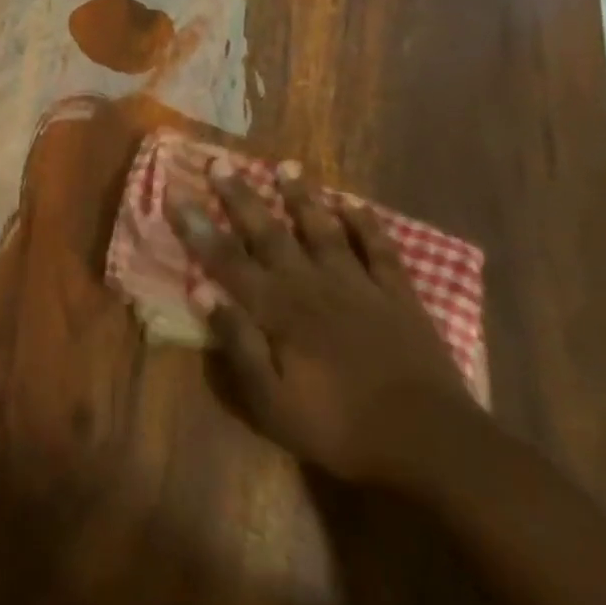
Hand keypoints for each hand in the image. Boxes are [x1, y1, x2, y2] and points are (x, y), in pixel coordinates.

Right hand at [166, 160, 482, 491]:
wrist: (430, 443)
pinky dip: (366, 224)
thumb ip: (238, 344)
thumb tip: (202, 292)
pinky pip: (379, 249)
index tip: (175, 192)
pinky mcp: (397, 294)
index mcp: (278, 310)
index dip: (198, 226)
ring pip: (322, 229)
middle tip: (220, 161)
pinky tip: (354, 204)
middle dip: (240, 196)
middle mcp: (311, 284)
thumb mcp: (273, 404)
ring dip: (302, 197)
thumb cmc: (340, 428)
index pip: (226, 259)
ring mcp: (357, 284)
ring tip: (286, 166)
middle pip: (269, 232)